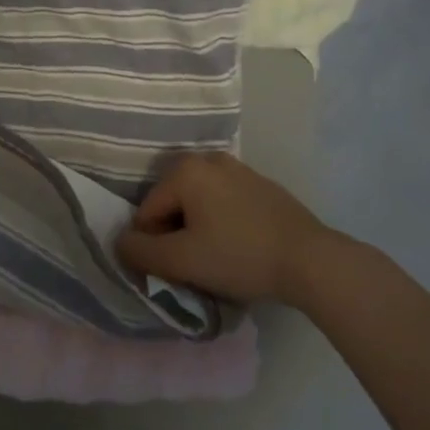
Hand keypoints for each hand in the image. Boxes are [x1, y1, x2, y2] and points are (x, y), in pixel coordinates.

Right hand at [115, 151, 330, 304]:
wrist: (310, 259)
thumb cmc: (239, 256)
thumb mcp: (183, 261)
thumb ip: (142, 252)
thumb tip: (119, 242)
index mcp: (186, 170)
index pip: (147, 211)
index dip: (153, 245)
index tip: (176, 270)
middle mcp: (208, 159)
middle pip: (173, 203)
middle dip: (176, 234)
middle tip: (196, 266)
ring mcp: (238, 168)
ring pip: (200, 204)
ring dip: (199, 230)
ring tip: (218, 260)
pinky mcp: (261, 184)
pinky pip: (225, 203)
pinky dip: (223, 223)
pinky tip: (240, 248)